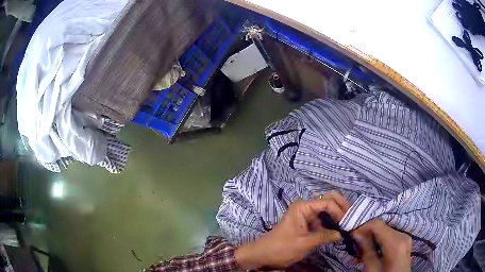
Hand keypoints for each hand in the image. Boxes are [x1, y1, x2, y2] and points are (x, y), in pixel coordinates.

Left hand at [235, 192, 349, 269]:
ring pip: (326, 211)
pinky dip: (330, 225)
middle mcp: (305, 207)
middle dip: (340, 208)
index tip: (347, 222)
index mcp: (303, 207)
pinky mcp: (306, 225)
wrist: (263, 255)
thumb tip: (341, 234)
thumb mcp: (305, 243)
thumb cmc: (282, 247)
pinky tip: (337, 231)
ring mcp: (305, 216)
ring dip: (336, 217)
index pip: (327, 202)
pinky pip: (321, 221)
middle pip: (328, 201)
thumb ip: (324, 237)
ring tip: (347, 225)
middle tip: (351, 218)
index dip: (339, 211)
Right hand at [352, 220, 411, 271]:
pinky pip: (390, 236)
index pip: (377, 225)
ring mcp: (405, 237)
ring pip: (385, 231)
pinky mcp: (404, 241)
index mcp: (396, 242)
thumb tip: (356, 234)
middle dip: (367, 233)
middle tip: (354, 243)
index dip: (362, 227)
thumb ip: (366, 251)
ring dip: (372, 237)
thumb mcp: (372, 269)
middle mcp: (403, 235)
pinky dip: (379, 241)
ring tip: (361, 249)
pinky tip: (371, 249)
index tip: (351, 234)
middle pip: (382, 227)